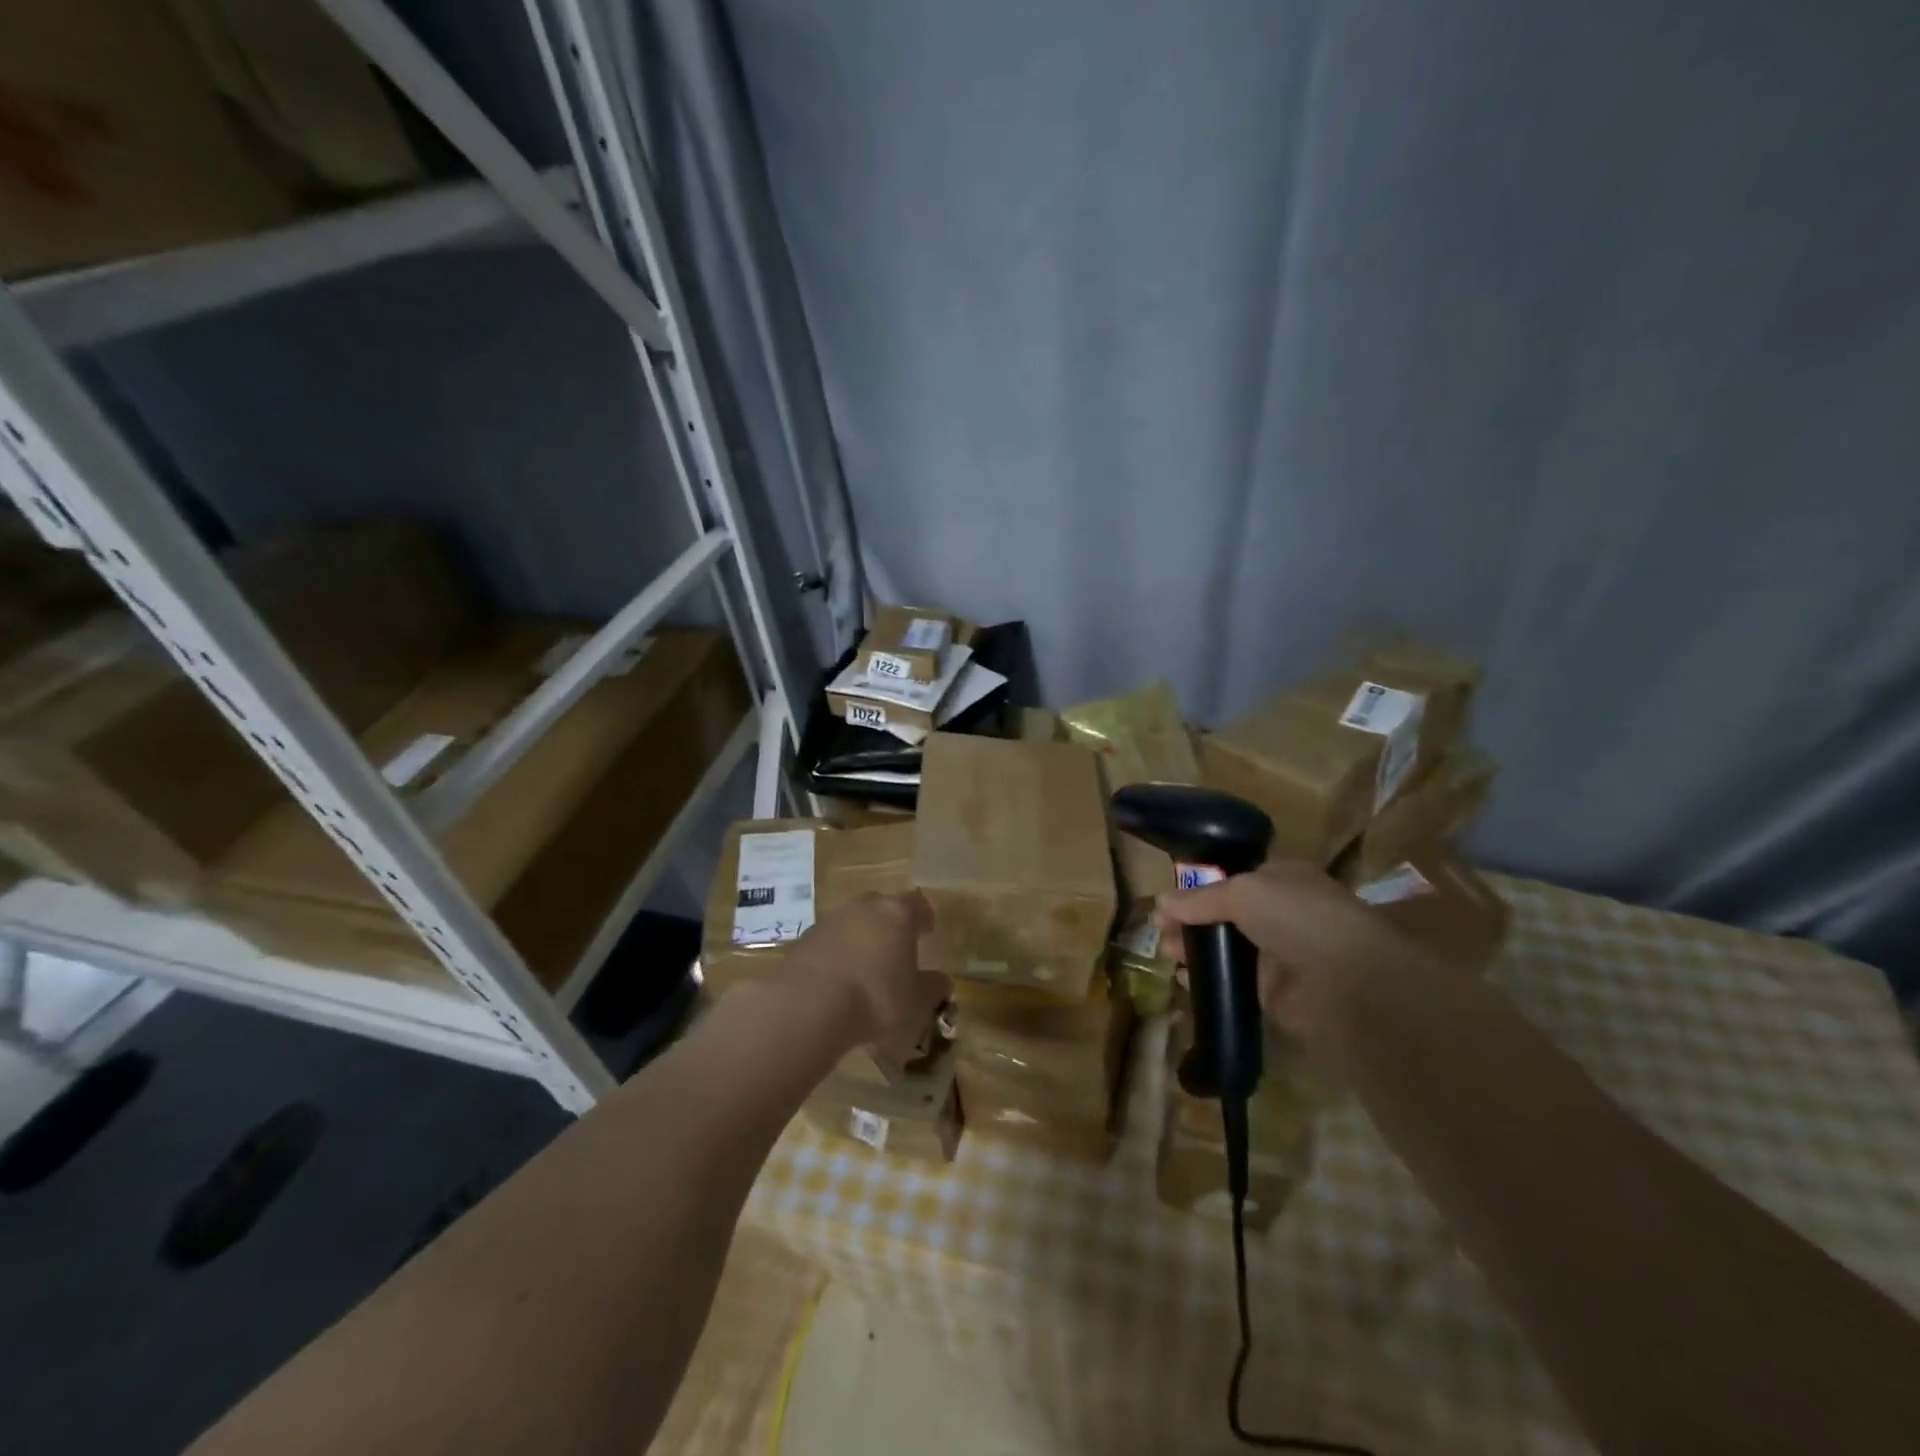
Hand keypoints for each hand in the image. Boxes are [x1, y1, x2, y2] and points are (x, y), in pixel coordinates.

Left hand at [783, 891, 949, 1060]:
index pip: (917, 903)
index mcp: (897, 914)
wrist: (809, 1005)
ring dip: (860, 938)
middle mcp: (864, 908)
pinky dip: (836, 954)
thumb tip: (941, 981)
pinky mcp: (804, 940)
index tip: (927, 930)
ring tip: (865, 967)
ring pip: (852, 922)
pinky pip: (829, 942)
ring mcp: (830, 920)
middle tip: (895, 947)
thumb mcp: (917, 1000)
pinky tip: (838, 979)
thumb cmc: (876, 998)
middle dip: (889, 924)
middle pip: (881, 906)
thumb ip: (933, 987)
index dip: (923, 916)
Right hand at [1155, 859, 1423, 1048]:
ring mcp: (1277, 953)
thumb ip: (1199, 898)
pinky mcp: (1273, 992)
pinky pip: (1231, 981)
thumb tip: (1160, 903)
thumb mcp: (1241, 892)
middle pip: (1223, 913)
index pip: (1232, 876)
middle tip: (1159, 929)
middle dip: (1190, 919)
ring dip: (1194, 948)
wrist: (1349, 981)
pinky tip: (1183, 978)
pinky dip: (1207, 980)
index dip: (1198, 884)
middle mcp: (1280, 912)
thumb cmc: (1298, 917)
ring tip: (1166, 952)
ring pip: (1225, 947)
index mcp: (1280, 878)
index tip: (1167, 897)